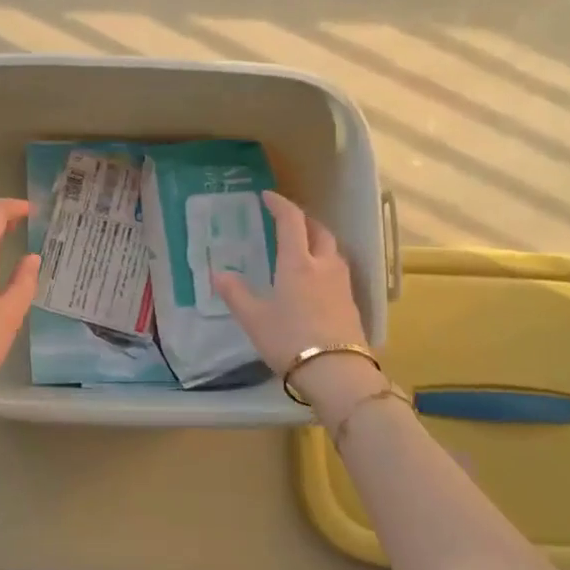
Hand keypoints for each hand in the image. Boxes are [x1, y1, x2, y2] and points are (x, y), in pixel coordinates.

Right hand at [215, 192, 378, 408]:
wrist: (337, 372)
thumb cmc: (289, 339)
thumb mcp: (253, 318)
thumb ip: (235, 293)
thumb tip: (217, 273)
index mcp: (297, 262)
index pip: (291, 221)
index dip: (280, 204)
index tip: (268, 196)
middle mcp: (323, 265)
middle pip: (319, 231)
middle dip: (304, 220)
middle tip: (287, 221)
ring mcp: (342, 284)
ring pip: (333, 250)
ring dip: (318, 241)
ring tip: (303, 248)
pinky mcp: (351, 303)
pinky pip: (338, 271)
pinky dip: (326, 263)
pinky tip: (316, 280)